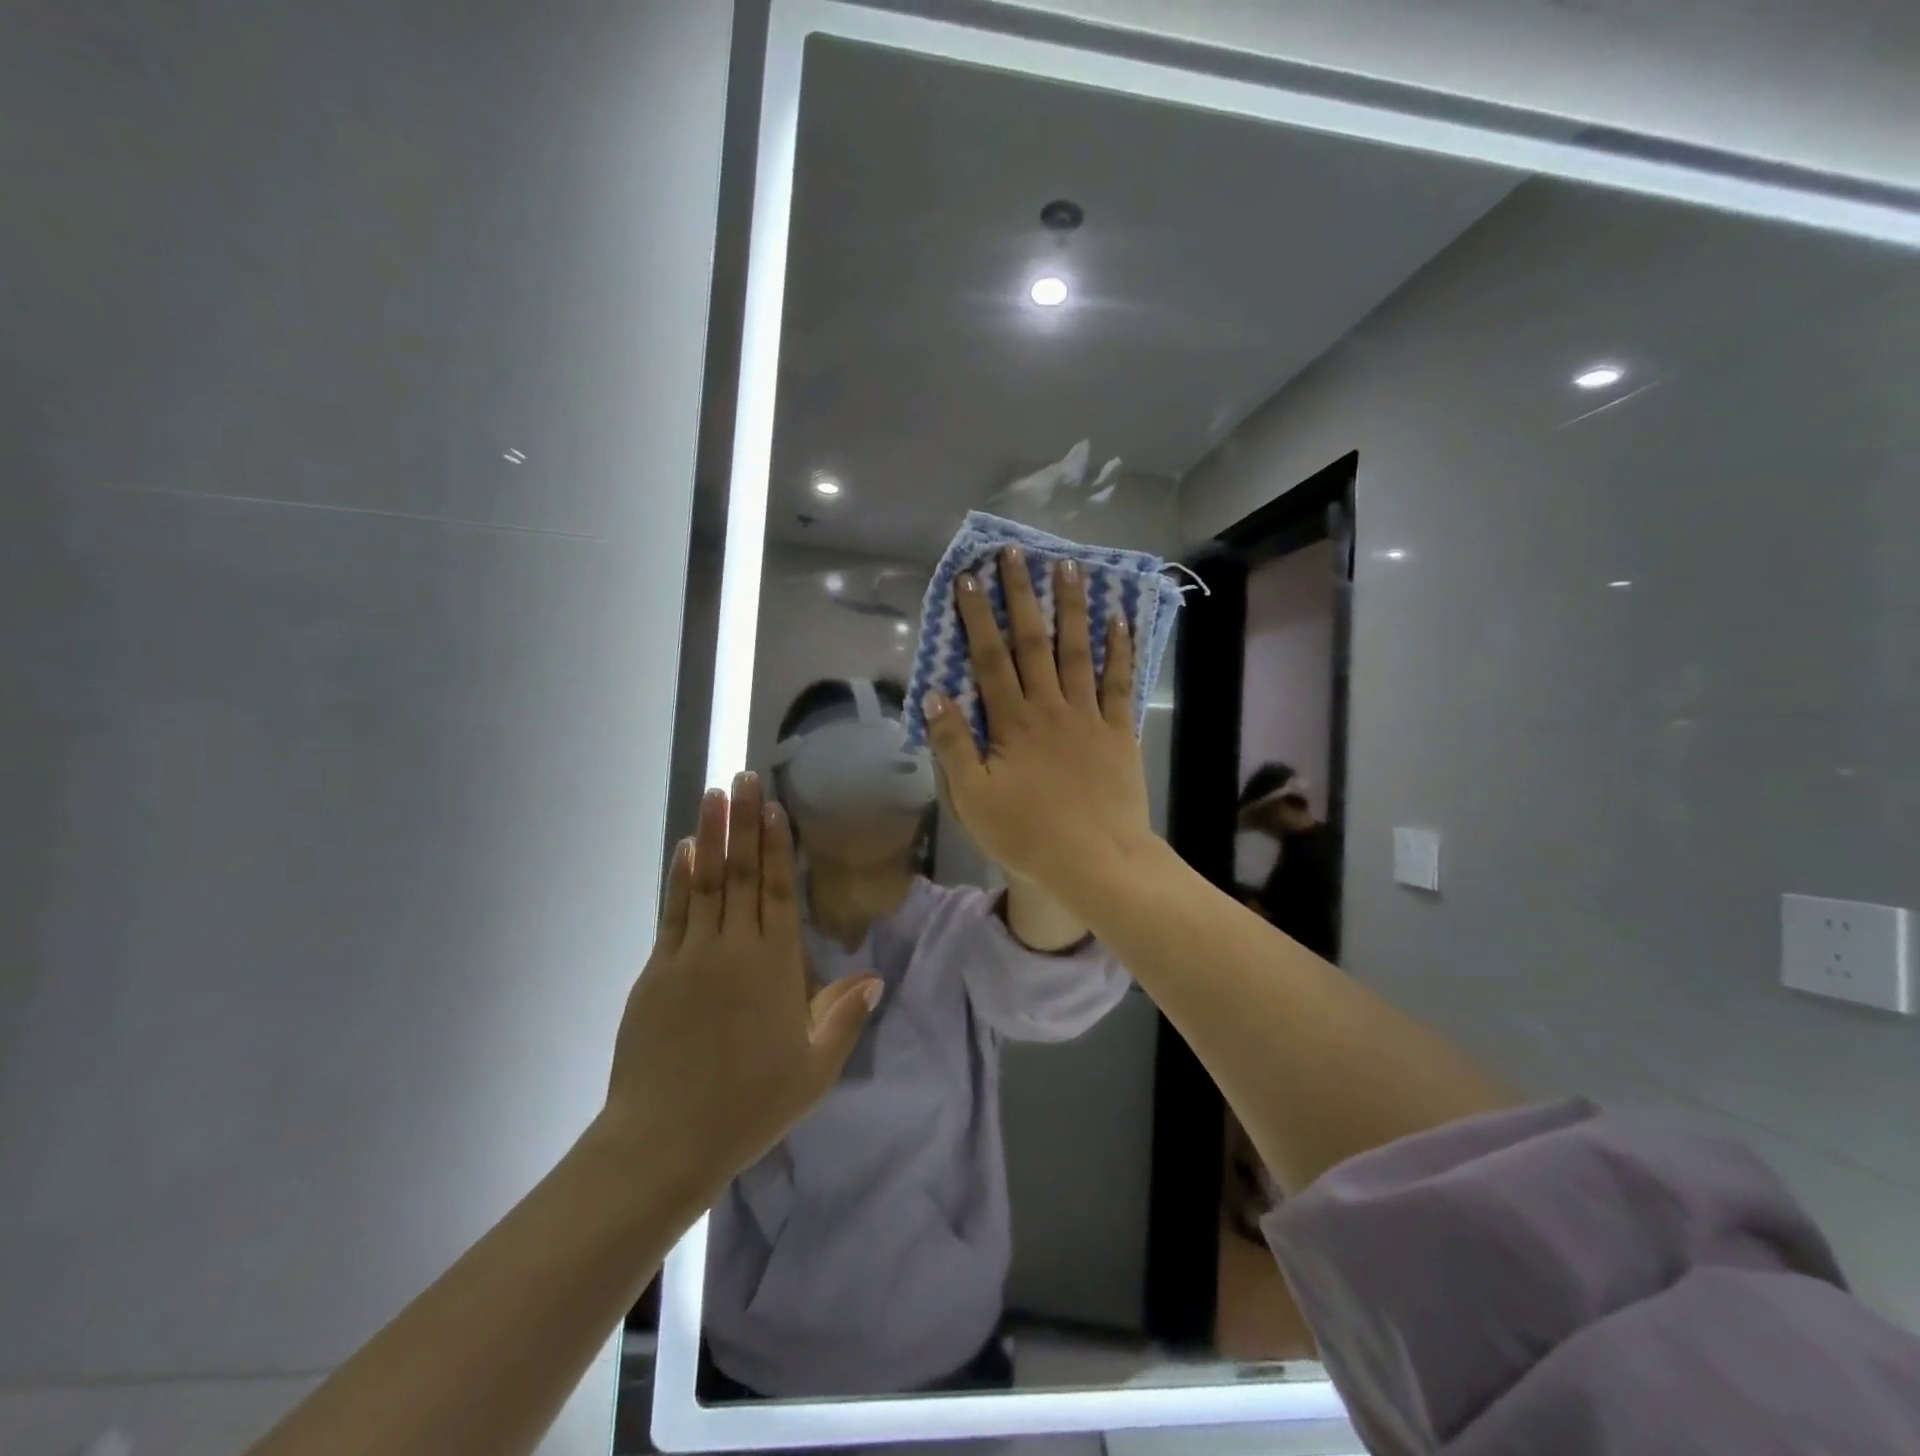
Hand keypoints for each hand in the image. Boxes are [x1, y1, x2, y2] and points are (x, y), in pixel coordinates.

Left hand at [600, 775, 880, 1203]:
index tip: (773, 805)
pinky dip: (680, 878)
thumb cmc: (749, 1105)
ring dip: (712, 836)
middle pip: (742, 873)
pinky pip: (674, 913)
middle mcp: (734, 948)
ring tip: (714, 795)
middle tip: (742, 778)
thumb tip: (873, 977)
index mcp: (775, 967)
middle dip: (743, 822)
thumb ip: (844, 1017)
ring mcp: (691, 956)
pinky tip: (686, 851)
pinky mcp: (657, 971)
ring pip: (706, 882)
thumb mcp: (813, 1069)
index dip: (777, 845)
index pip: (779, 891)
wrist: (664, 1140)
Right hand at [923, 549, 1154, 897]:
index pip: (989, 659)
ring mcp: (1089, 716)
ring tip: (1068, 567)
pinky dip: (1120, 650)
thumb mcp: (973, 798)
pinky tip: (1119, 619)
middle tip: (1015, 553)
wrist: (1097, 862)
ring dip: (1071, 608)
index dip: (976, 617)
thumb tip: (933, 695)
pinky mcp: (1119, 732)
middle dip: (1021, 596)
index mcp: (1012, 723)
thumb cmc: (1028, 835)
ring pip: (1078, 652)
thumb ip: (953, 745)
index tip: (968, 579)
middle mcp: (1050, 707)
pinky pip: (1119, 683)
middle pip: (1033, 643)